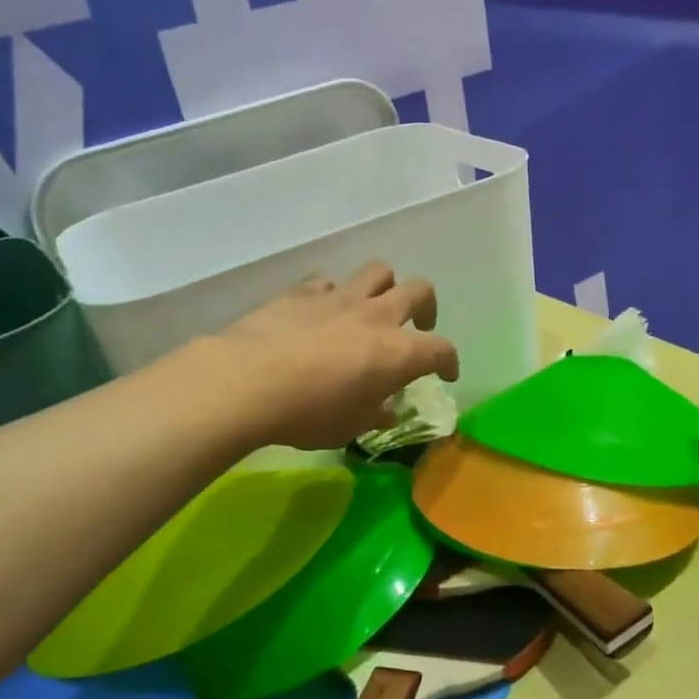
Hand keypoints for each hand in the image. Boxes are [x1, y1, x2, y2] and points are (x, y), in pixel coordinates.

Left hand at [197, 262, 459, 450]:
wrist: (249, 381)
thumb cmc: (308, 414)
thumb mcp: (348, 427)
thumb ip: (374, 414)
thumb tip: (384, 410)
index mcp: (398, 353)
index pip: (442, 349)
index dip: (449, 361)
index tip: (445, 373)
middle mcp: (378, 317)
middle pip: (420, 291)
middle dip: (427, 307)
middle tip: (418, 325)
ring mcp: (341, 297)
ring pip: (379, 271)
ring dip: (383, 287)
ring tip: (373, 308)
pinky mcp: (304, 291)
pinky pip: (329, 282)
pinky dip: (332, 293)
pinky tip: (322, 311)